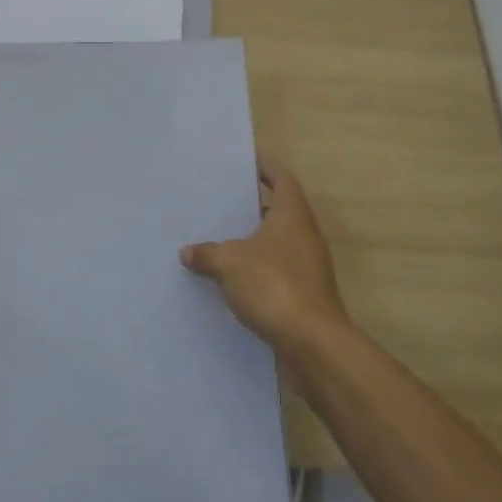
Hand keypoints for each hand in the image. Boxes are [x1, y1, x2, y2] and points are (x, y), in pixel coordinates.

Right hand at [181, 157, 349, 359]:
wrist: (312, 342)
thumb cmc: (274, 286)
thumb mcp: (229, 263)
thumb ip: (207, 253)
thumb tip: (188, 252)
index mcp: (292, 214)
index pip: (281, 178)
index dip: (265, 166)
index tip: (245, 159)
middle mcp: (305, 234)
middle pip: (280, 208)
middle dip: (254, 203)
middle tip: (223, 198)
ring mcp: (308, 265)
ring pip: (278, 241)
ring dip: (254, 238)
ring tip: (220, 236)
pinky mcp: (305, 292)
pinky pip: (277, 269)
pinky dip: (257, 267)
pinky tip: (231, 277)